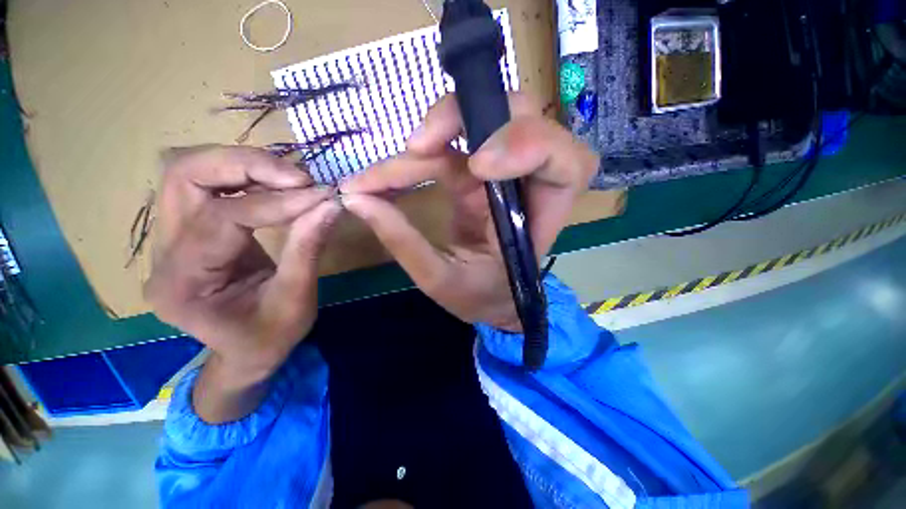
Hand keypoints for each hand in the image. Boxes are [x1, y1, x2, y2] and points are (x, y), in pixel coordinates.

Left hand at [145, 146, 340, 383]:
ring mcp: (168, 238)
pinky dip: (243, 176)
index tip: (320, 195)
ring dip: (242, 165)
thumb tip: (330, 204)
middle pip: (184, 177)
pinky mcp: (186, 230)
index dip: (276, 202)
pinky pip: (206, 184)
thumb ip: (309, 249)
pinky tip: (275, 186)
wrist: (246, 352)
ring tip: (290, 179)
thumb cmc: (270, 337)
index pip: (222, 218)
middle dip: (246, 166)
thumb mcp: (297, 300)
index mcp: (183, 284)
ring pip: (189, 172)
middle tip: (298, 177)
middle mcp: (162, 254)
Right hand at [340, 93, 597, 330]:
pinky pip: (445, 146)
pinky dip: (412, 157)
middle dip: (461, 119)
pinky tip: (383, 177)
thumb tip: (358, 200)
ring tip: (379, 175)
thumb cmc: (482, 296)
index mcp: (542, 214)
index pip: (564, 159)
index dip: (526, 144)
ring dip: (425, 139)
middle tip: (415, 148)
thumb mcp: (444, 281)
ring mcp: (499, 171)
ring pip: (473, 122)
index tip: (475, 166)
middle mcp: (526, 181)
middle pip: (516, 115)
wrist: (489, 299)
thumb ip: (406, 243)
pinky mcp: (473, 173)